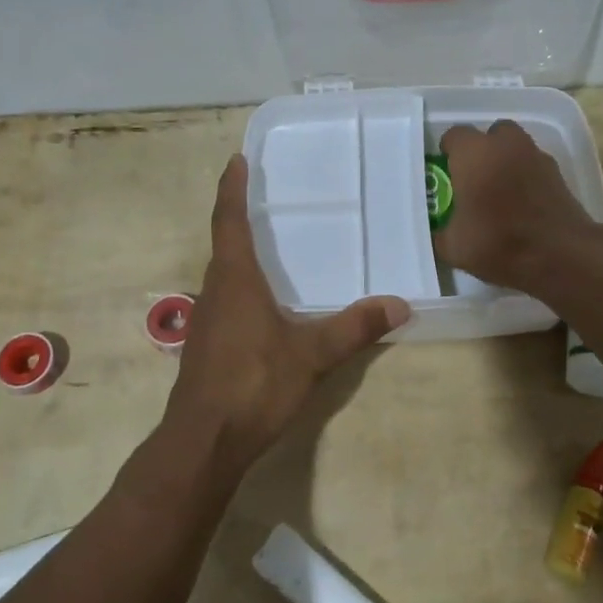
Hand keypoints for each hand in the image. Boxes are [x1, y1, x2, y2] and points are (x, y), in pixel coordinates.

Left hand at [164, 154, 409, 475]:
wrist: (203, 442)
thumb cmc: (253, 384)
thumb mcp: (311, 355)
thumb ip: (354, 328)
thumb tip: (400, 305)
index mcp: (236, 280)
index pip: (229, 221)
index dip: (231, 189)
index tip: (235, 160)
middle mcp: (216, 290)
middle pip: (224, 243)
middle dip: (239, 216)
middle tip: (263, 196)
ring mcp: (207, 320)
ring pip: (223, 273)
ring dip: (239, 252)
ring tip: (269, 243)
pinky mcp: (207, 345)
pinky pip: (226, 298)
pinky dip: (242, 284)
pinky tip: (264, 302)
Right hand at [434, 121, 599, 293]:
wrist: (561, 255)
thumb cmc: (499, 242)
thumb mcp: (453, 247)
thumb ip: (440, 233)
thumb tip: (437, 232)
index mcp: (474, 154)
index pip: (454, 135)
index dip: (448, 153)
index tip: (446, 174)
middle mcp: (506, 145)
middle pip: (490, 134)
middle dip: (482, 151)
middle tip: (474, 180)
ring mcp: (536, 156)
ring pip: (516, 148)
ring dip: (506, 162)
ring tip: (500, 193)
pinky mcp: (558, 174)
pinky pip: (534, 167)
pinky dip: (527, 178)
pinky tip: (523, 205)